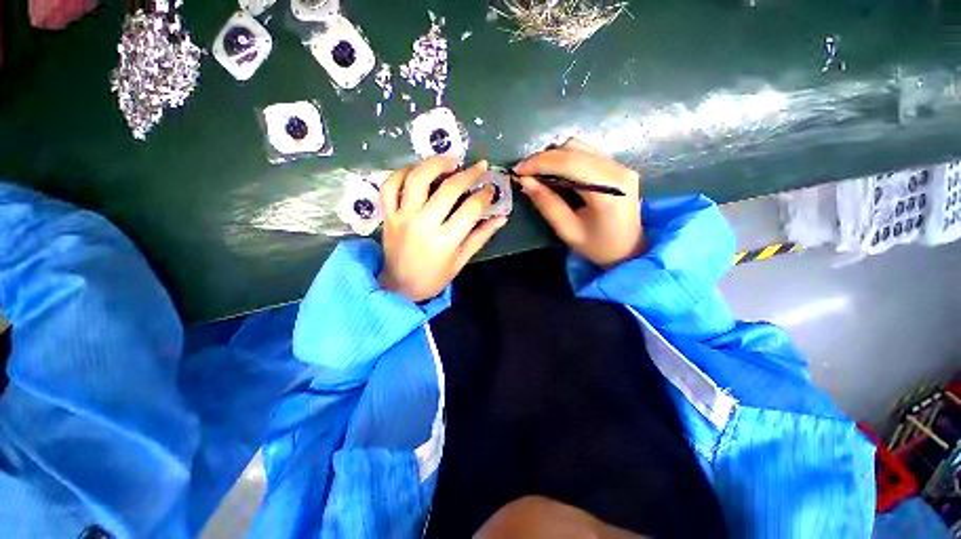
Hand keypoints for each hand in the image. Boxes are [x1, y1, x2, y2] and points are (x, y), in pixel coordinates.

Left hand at [379, 157, 506, 301]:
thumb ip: (480, 236)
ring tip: (450, 160)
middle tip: (480, 167)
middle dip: (469, 174)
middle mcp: (423, 225)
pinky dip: (401, 173)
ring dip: (435, 164)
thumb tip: (501, 217)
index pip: (470, 209)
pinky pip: (390, 186)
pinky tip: (416, 170)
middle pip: (448, 189)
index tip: (491, 188)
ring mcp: (402, 217)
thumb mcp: (460, 261)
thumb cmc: (434, 277)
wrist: (399, 287)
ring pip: (417, 180)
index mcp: (445, 241)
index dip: (484, 195)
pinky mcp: (388, 215)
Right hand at [514, 139, 644, 267]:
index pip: (569, 163)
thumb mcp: (567, 230)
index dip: (540, 163)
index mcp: (608, 191)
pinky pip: (586, 152)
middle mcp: (618, 170)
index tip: (518, 170)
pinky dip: (565, 158)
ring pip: (579, 146)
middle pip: (574, 149)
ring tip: (537, 173)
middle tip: (524, 173)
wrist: (629, 250)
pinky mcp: (617, 166)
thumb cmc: (597, 247)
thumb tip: (525, 181)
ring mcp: (620, 165)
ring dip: (553, 157)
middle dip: (543, 158)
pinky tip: (554, 172)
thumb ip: (546, 203)